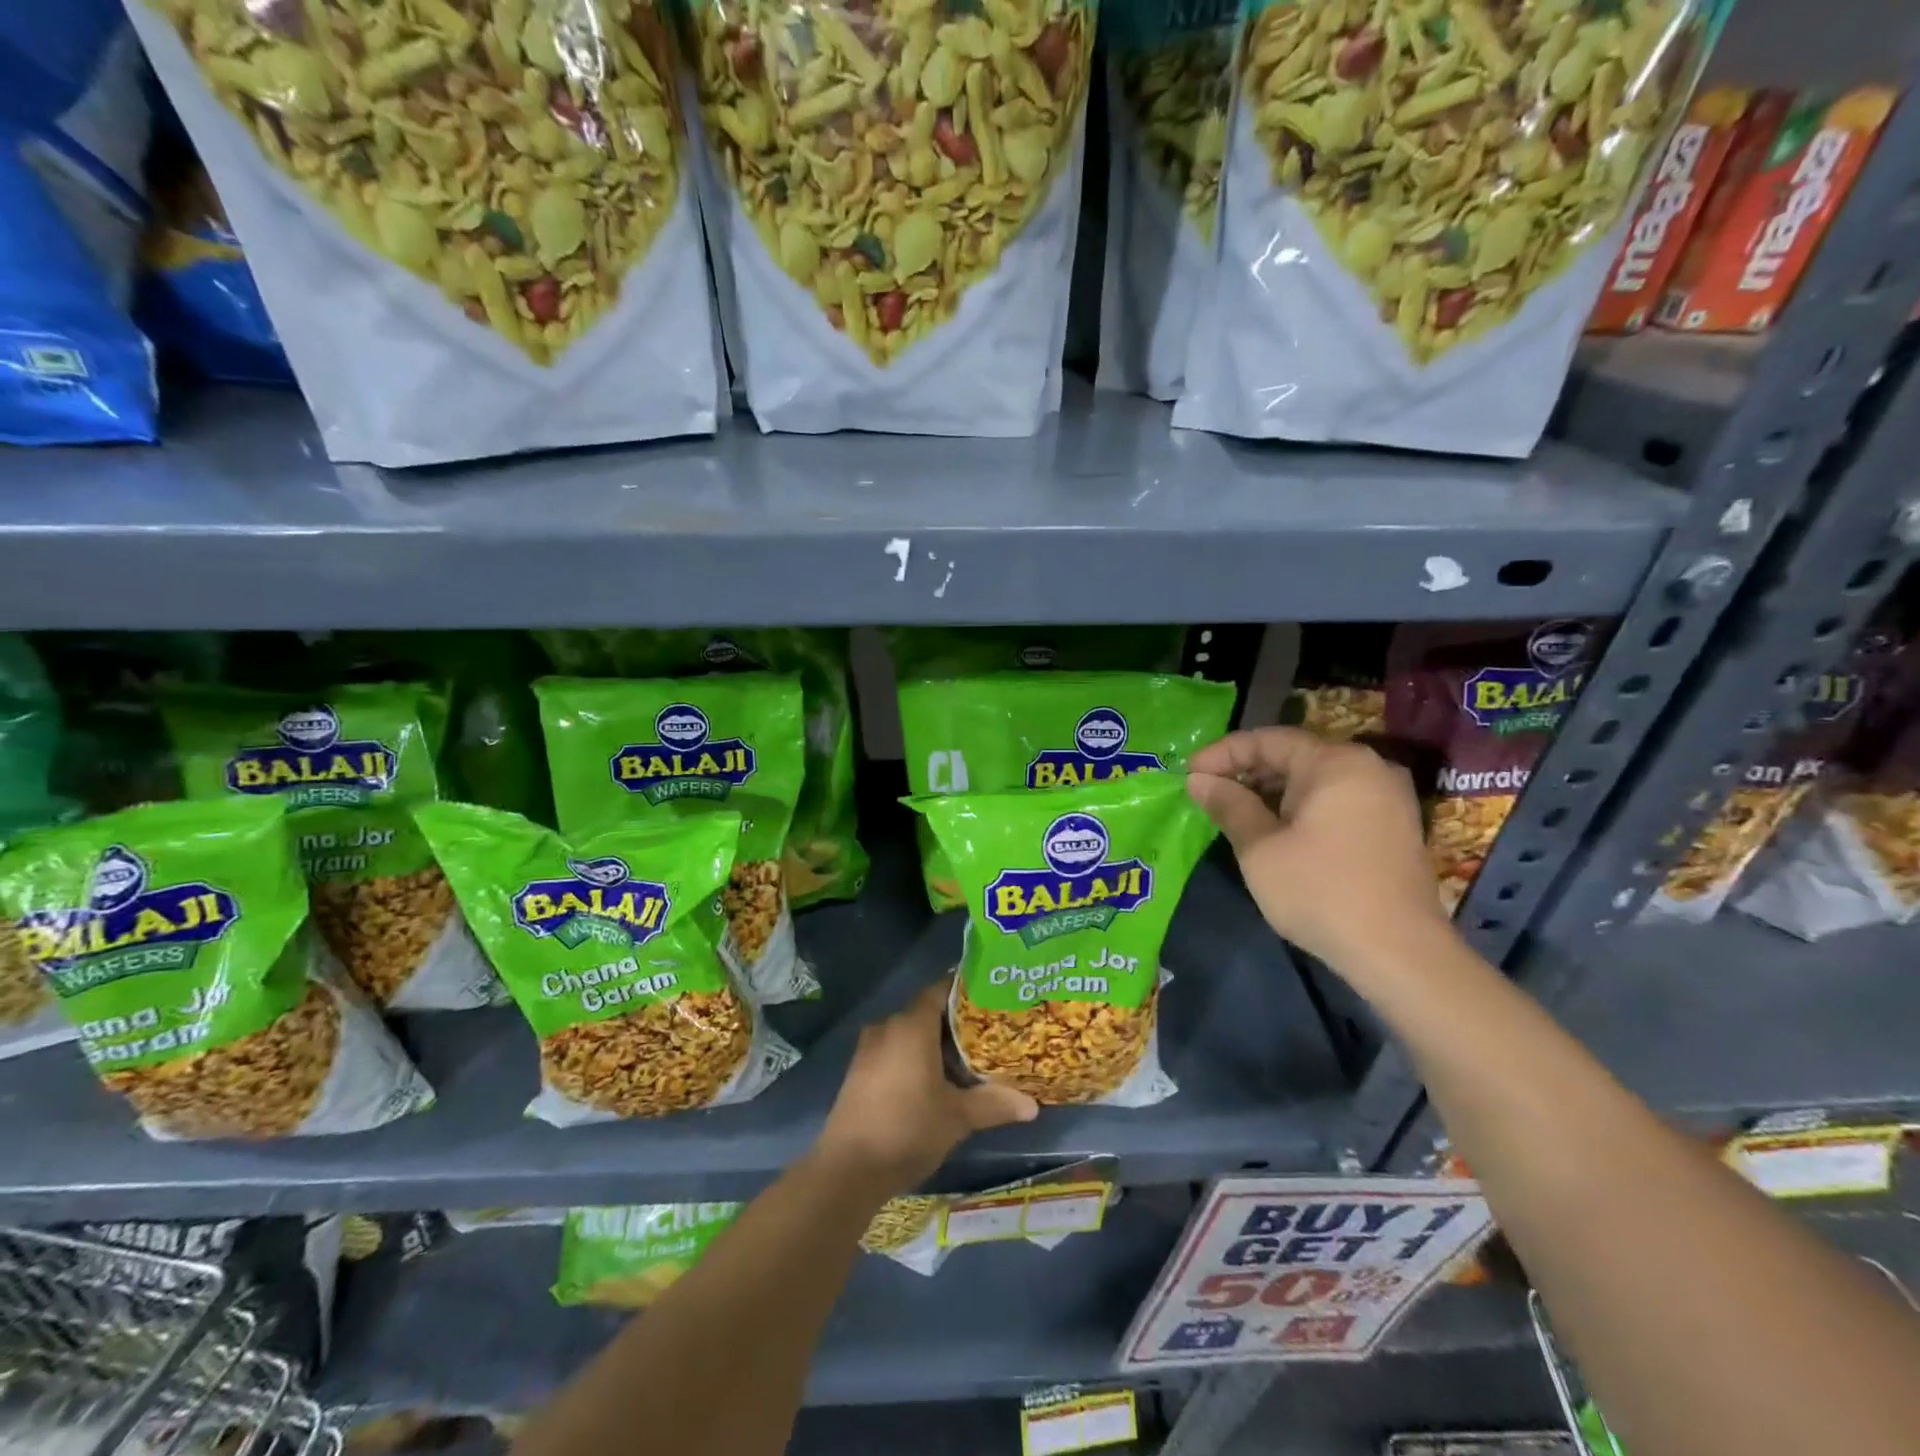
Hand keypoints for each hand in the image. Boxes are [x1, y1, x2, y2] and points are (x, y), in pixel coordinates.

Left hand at [814, 979, 1038, 1197]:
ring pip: (909, 1033)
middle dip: (955, 1022)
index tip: (991, 996)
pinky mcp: (859, 1071)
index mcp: (911, 1026)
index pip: (941, 990)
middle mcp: (888, 1027)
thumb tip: (1033, 1105)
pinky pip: (893, 1050)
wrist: (847, 1170)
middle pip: (926, 1012)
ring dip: (934, 1042)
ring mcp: (868, 1049)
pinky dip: (914, 1056)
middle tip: (988, 1032)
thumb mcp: (957, 1118)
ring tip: (967, 1057)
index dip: (965, 991)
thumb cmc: (907, 1130)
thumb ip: (994, 1104)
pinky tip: (934, 1079)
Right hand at [1187, 727, 1455, 981]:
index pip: (1268, 740)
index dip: (1222, 754)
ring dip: (1271, 791)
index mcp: (1336, 763)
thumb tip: (1198, 780)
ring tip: (1233, 812)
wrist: (1399, 953)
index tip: (1189, 774)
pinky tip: (1273, 829)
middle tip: (1207, 792)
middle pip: (1294, 755)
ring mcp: (1387, 798)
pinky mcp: (1392, 827)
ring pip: (1314, 780)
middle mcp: (1368, 768)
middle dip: (1246, 771)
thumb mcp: (1260, 847)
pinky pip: (1335, 801)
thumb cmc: (1320, 891)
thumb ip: (1228, 805)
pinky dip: (1299, 807)